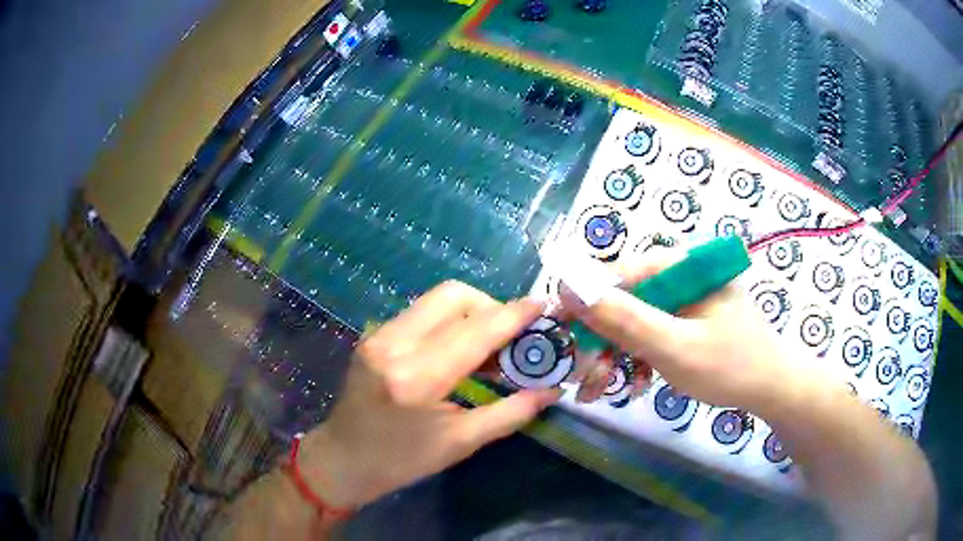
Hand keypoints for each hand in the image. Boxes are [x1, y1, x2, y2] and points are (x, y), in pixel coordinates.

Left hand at [297, 281, 558, 508]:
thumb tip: (551, 390)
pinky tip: (458, 348)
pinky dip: (448, 321)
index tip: (541, 306)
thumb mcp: (460, 443)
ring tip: (488, 345)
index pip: (474, 332)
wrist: (344, 459)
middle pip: (453, 295)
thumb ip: (510, 413)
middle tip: (510, 337)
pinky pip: (421, 312)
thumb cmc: (401, 461)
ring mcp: (379, 335)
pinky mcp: (374, 335)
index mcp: (415, 378)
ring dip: (470, 312)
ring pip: (436, 299)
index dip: (512, 315)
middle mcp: (394, 344)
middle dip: (491, 306)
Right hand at [564, 250, 817, 412]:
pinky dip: (639, 359)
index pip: (620, 273)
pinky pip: (653, 334)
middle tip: (583, 378)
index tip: (560, 329)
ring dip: (616, 356)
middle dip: (602, 341)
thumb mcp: (674, 346)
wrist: (773, 389)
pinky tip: (635, 385)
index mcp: (682, 267)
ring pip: (636, 321)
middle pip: (626, 300)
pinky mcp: (689, 321)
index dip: (586, 300)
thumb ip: (624, 318)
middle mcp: (681, 277)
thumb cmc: (730, 366)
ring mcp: (686, 300)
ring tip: (602, 392)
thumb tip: (571, 286)